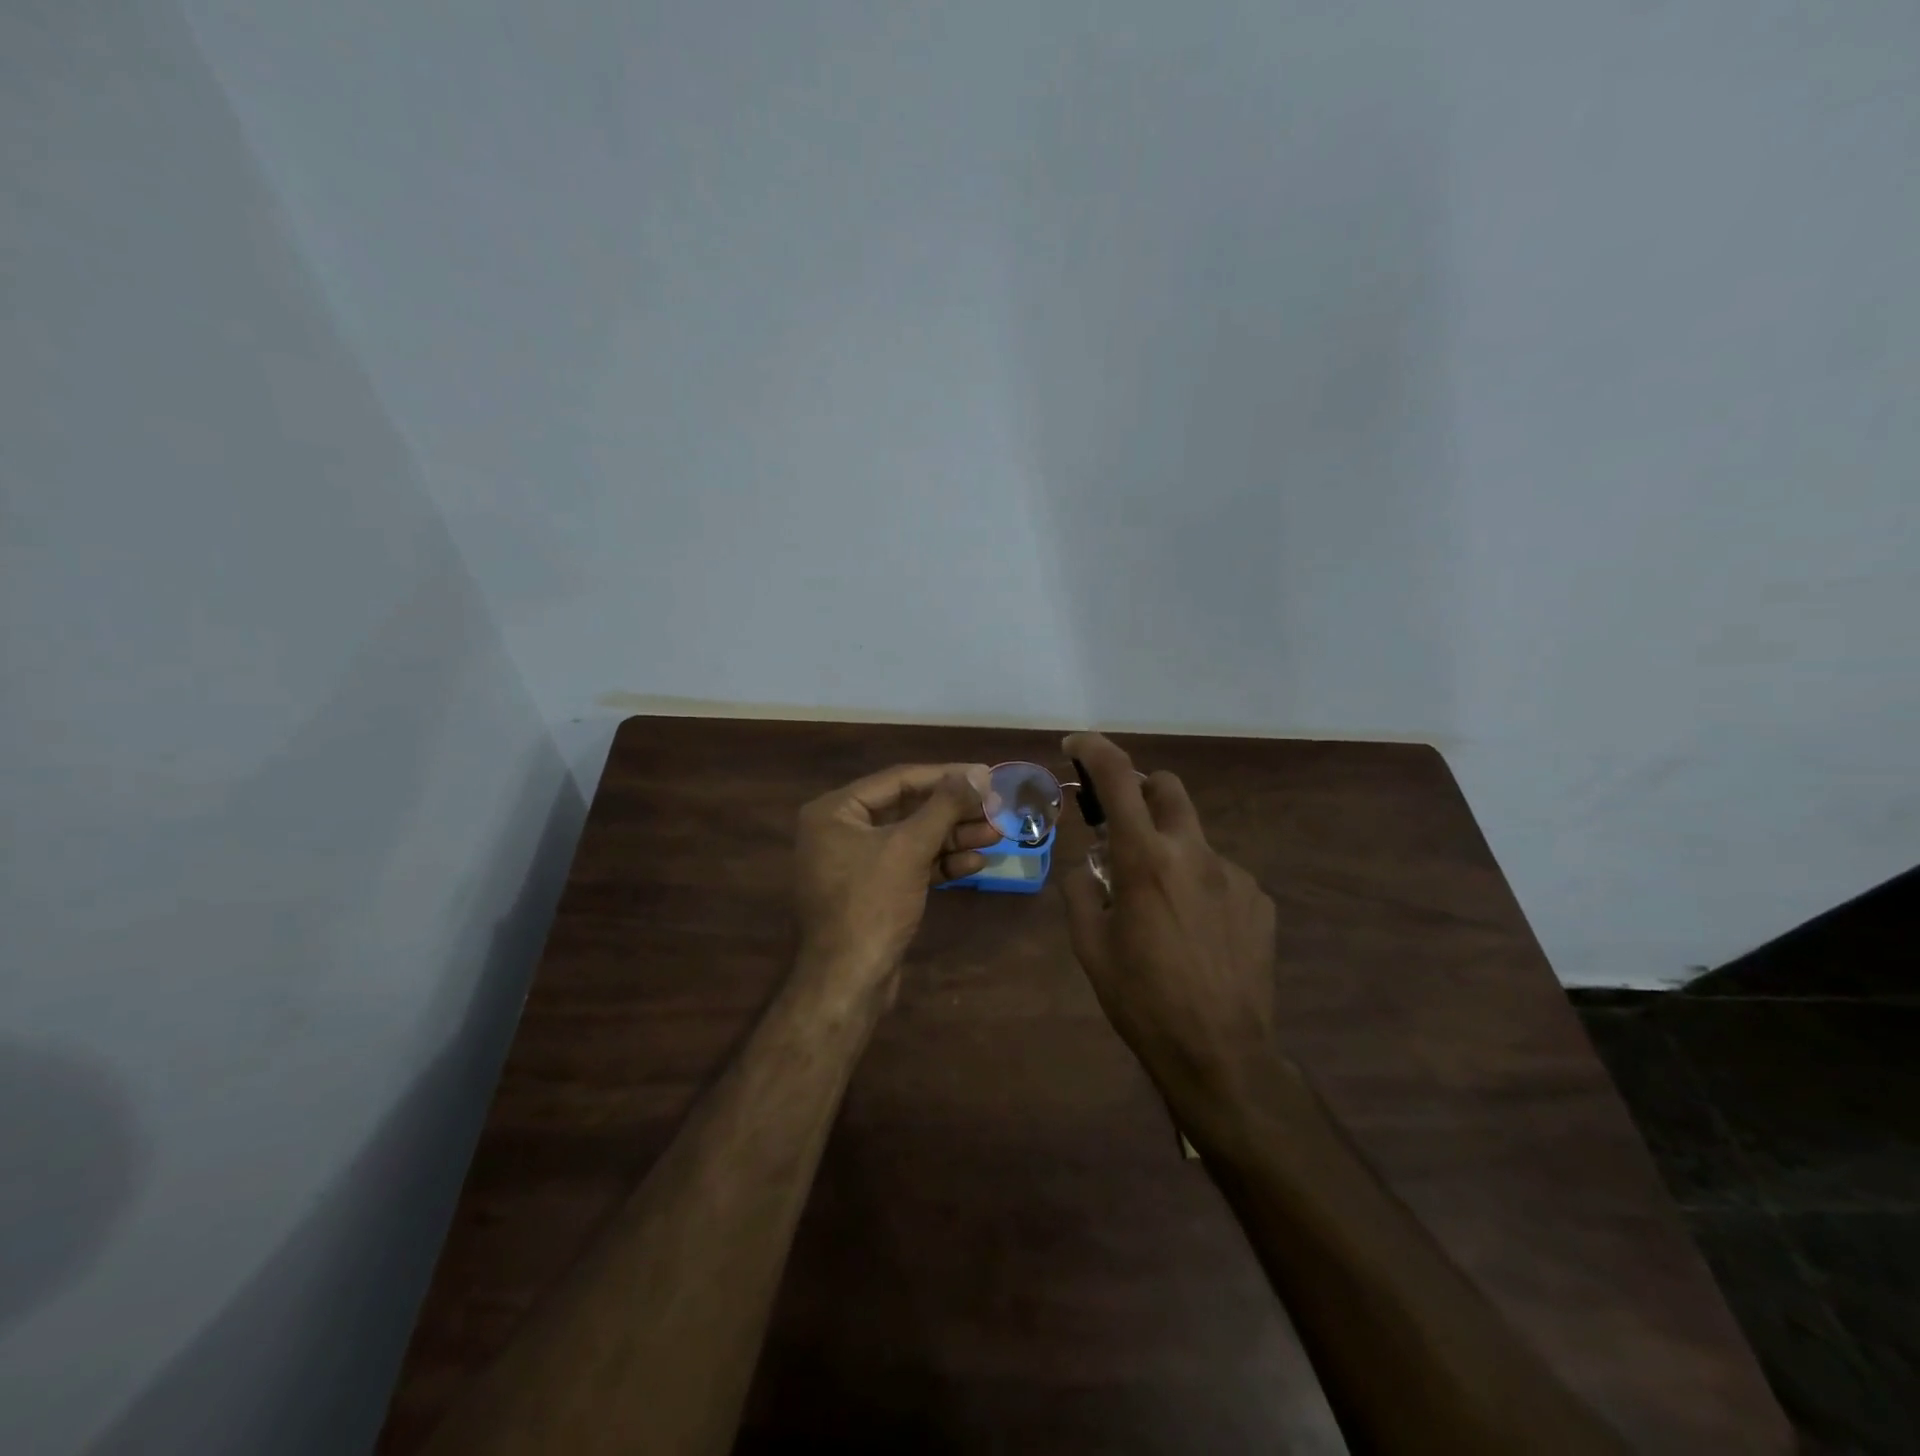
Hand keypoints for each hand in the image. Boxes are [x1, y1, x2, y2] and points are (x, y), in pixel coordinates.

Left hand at [793, 762, 998, 1005]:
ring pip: (912, 839)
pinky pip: (909, 865)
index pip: (898, 780)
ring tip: (997, 833)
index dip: (946, 776)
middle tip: (997, 807)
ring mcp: (856, 863)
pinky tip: (975, 863)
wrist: (849, 981)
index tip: (985, 775)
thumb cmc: (872, 903)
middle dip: (954, 811)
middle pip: (907, 809)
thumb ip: (944, 806)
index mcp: (835, 811)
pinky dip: (940, 863)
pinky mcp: (873, 891)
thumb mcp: (910, 847)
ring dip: (954, 837)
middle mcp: (840, 831)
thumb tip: (978, 773)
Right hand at [1060, 732, 1281, 1123]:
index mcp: (1145, 859)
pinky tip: (1195, 931)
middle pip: (1168, 786)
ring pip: (1193, 836)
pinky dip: (1198, 883)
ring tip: (1160, 905)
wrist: (1220, 1053)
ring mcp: (1234, 874)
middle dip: (1140, 791)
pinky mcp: (1258, 899)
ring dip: (1169, 848)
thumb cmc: (1142, 999)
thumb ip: (1081, 891)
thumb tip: (1089, 868)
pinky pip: (1219, 873)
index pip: (1118, 779)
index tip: (1076, 744)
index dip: (1095, 749)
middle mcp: (1194, 853)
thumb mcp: (1089, 947)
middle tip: (1120, 827)